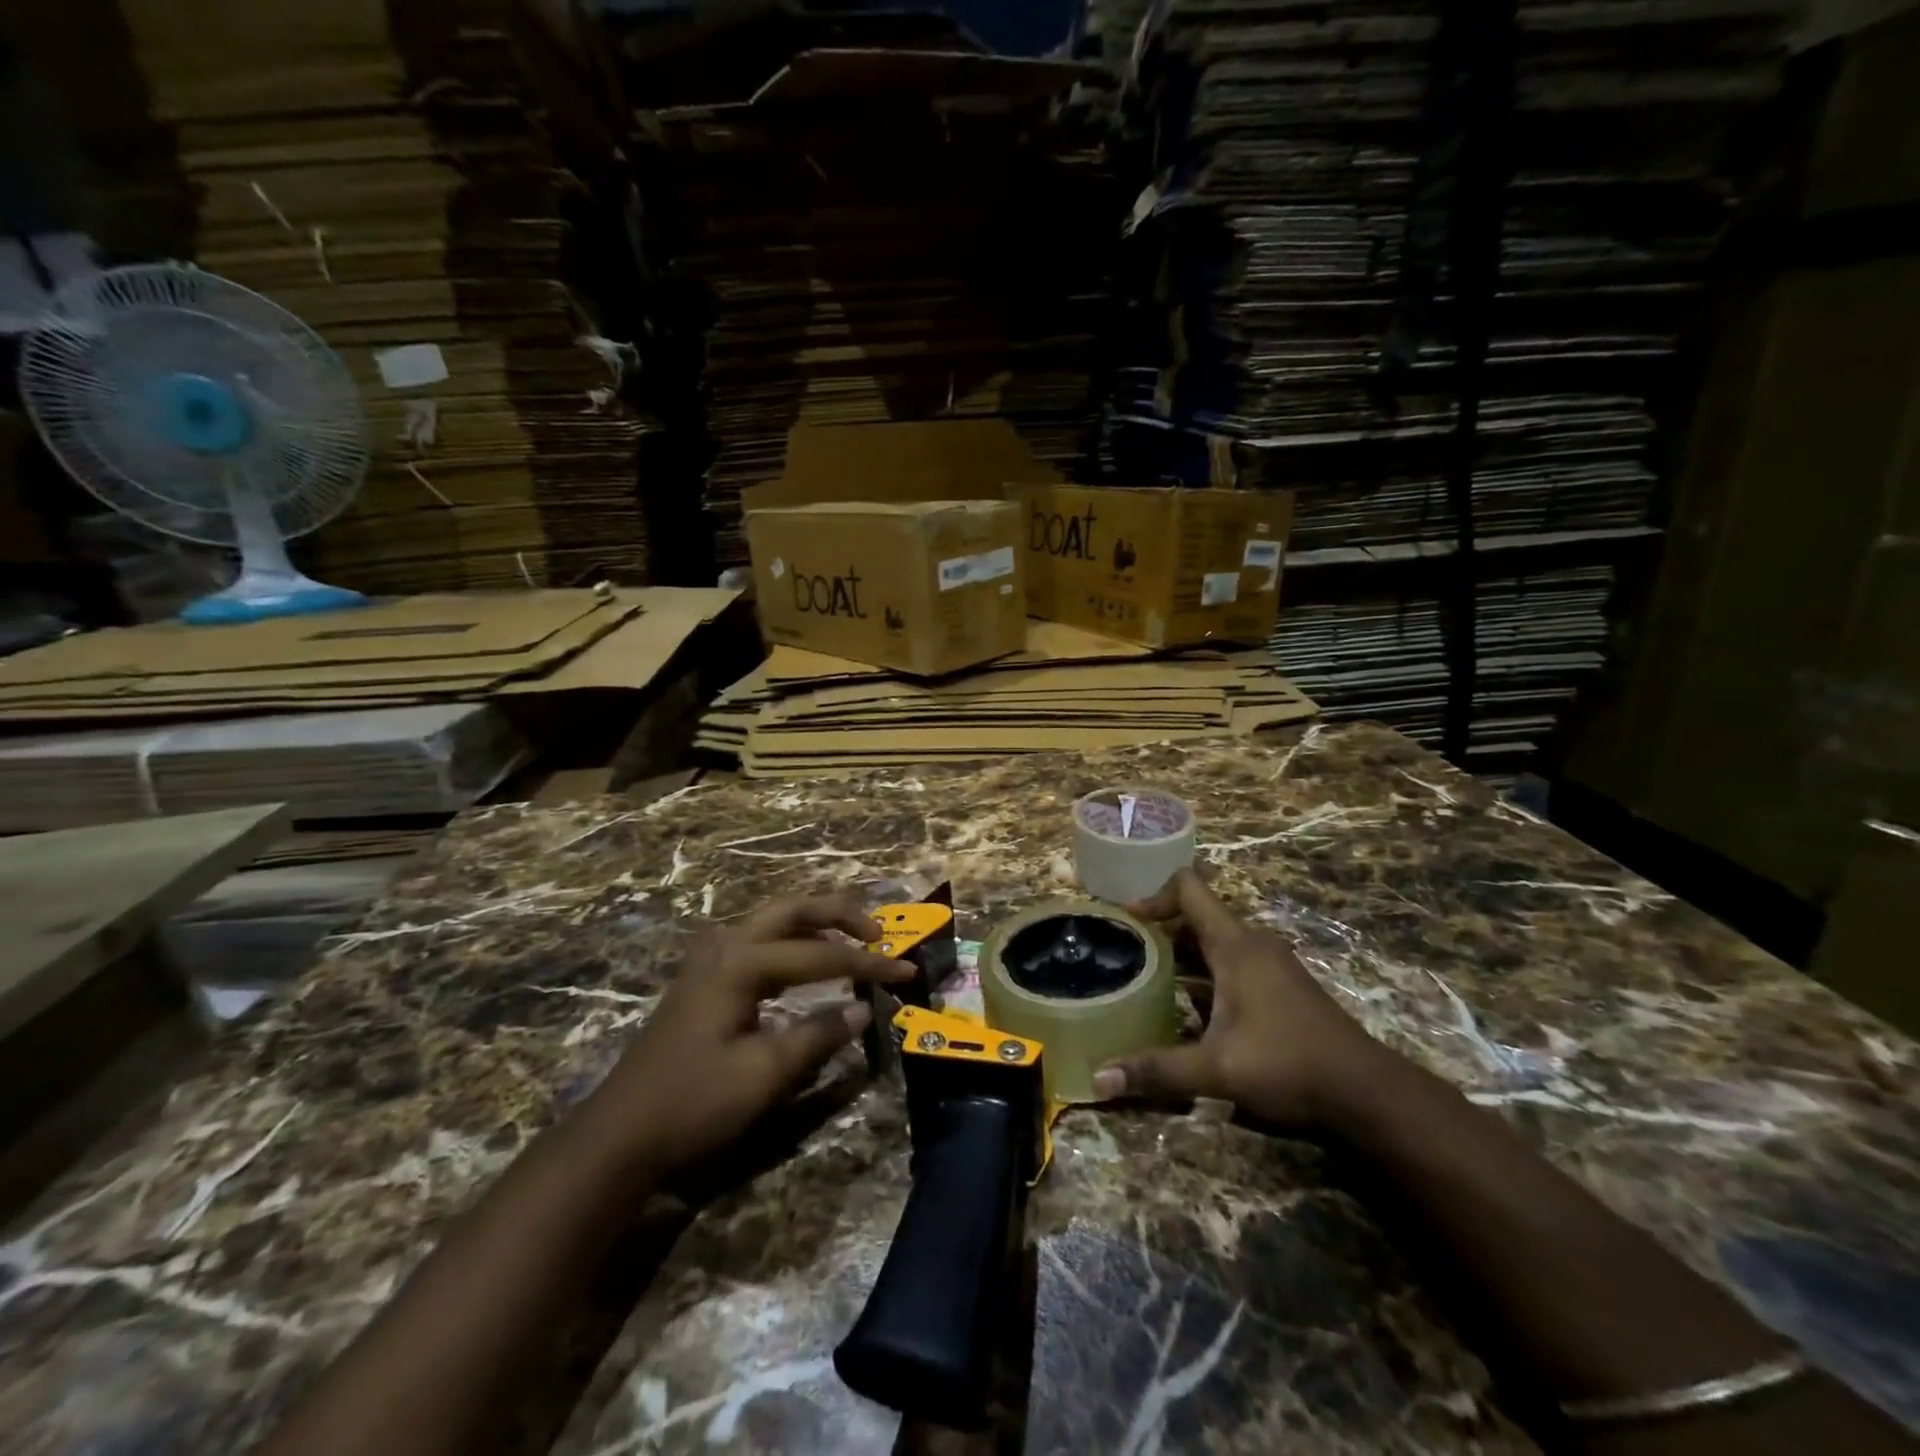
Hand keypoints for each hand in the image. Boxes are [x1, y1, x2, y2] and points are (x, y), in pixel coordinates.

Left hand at [589, 893, 910, 1172]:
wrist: (621, 1133)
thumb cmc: (694, 1102)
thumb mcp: (764, 1074)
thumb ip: (818, 1035)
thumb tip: (863, 1009)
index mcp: (741, 963)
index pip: (820, 955)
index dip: (868, 964)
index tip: (907, 972)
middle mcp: (726, 945)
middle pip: (793, 908)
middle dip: (840, 914)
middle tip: (879, 934)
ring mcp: (710, 958)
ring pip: (774, 919)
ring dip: (816, 923)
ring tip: (853, 941)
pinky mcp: (705, 976)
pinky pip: (759, 939)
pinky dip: (793, 941)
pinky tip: (807, 963)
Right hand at [1091, 868, 1390, 1126]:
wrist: (1366, 1091)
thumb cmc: (1287, 1064)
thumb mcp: (1215, 1069)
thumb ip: (1156, 1070)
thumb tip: (1097, 1080)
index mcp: (1235, 944)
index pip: (1189, 887)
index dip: (1153, 895)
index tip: (1126, 920)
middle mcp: (1253, 943)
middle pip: (1198, 914)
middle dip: (1161, 928)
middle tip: (1126, 951)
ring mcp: (1271, 963)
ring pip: (1216, 940)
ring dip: (1183, 952)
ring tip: (1148, 975)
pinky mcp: (1282, 985)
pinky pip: (1233, 960)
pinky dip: (1205, 970)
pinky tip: (1190, 1006)